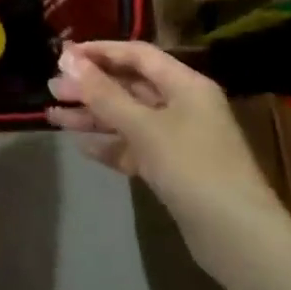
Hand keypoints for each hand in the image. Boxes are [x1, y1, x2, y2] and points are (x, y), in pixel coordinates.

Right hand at [47, 40, 282, 234]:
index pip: (137, 54)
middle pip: (130, 86)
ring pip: (128, 117)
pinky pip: (134, 146)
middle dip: (91, 86)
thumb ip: (104, 94)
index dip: (100, 51)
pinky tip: (81, 146)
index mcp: (185, 85)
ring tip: (53, 116)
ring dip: (93, 115)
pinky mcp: (173, 169)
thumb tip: (68, 60)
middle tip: (52, 88)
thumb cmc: (192, 168)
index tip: (63, 55)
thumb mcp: (144, 126)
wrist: (238, 238)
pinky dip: (109, 144)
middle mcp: (183, 105)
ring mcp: (179, 138)